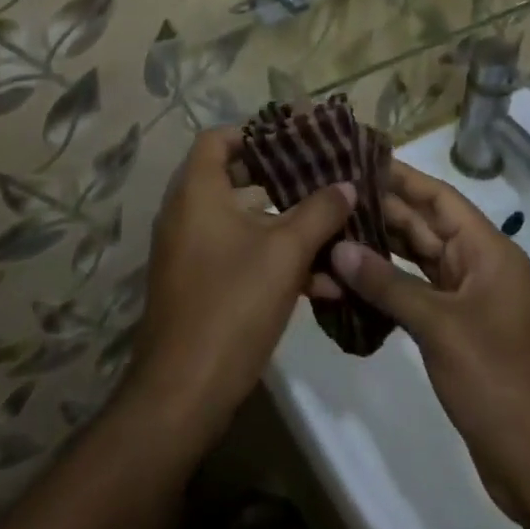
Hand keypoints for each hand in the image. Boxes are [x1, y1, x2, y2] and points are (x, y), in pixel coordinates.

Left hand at [128, 128, 353, 444]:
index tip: (292, 140)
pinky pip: (238, 256)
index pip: (217, 139)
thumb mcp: (285, 253)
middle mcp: (187, 214)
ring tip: (332, 229)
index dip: (253, 134)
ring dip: (285, 225)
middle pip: (233, 178)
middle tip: (319, 178)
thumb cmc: (232, 304)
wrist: (183, 394)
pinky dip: (272, 260)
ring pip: (242, 222)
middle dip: (280, 179)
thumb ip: (319, 212)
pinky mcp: (198, 286)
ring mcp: (190, 252)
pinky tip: (322, 284)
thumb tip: (346, 184)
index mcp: (197, 192)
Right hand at [328, 160, 529, 524]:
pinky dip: (389, 285)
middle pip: (426, 226)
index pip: (440, 198)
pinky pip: (418, 293)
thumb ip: (387, 284)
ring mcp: (468, 299)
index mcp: (488, 251)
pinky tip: (354, 279)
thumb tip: (339, 248)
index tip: (361, 159)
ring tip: (335, 228)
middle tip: (334, 194)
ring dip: (382, 248)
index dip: (402, 177)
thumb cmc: (496, 378)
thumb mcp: (439, 326)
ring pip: (419, 260)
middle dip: (383, 211)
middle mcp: (479, 266)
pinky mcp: (457, 330)